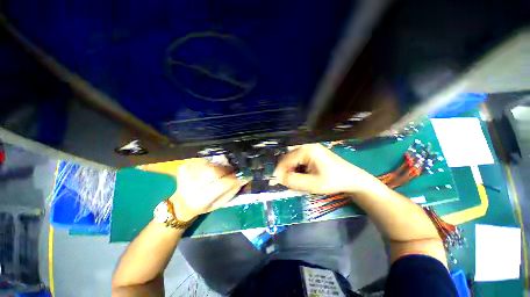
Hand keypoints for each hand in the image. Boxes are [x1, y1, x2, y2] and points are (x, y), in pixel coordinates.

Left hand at [169, 159, 246, 221]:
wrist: (182, 204)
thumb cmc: (204, 206)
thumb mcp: (219, 204)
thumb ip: (232, 190)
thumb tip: (243, 177)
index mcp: (200, 200)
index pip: (221, 185)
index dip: (235, 178)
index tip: (245, 175)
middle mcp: (190, 187)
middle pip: (214, 170)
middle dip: (227, 169)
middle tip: (233, 169)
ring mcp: (185, 174)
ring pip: (209, 163)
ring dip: (220, 165)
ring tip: (222, 169)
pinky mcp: (183, 167)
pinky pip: (202, 159)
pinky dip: (211, 161)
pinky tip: (212, 166)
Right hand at [274, 143, 375, 193]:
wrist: (352, 179)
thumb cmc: (333, 181)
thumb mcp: (312, 184)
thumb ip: (294, 181)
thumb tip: (278, 178)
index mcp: (307, 150)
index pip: (287, 159)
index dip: (280, 170)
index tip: (276, 181)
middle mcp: (307, 146)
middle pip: (289, 157)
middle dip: (286, 170)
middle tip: (286, 182)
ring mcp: (310, 149)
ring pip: (293, 159)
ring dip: (291, 169)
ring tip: (294, 180)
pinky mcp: (312, 153)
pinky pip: (299, 160)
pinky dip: (297, 168)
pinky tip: (301, 176)